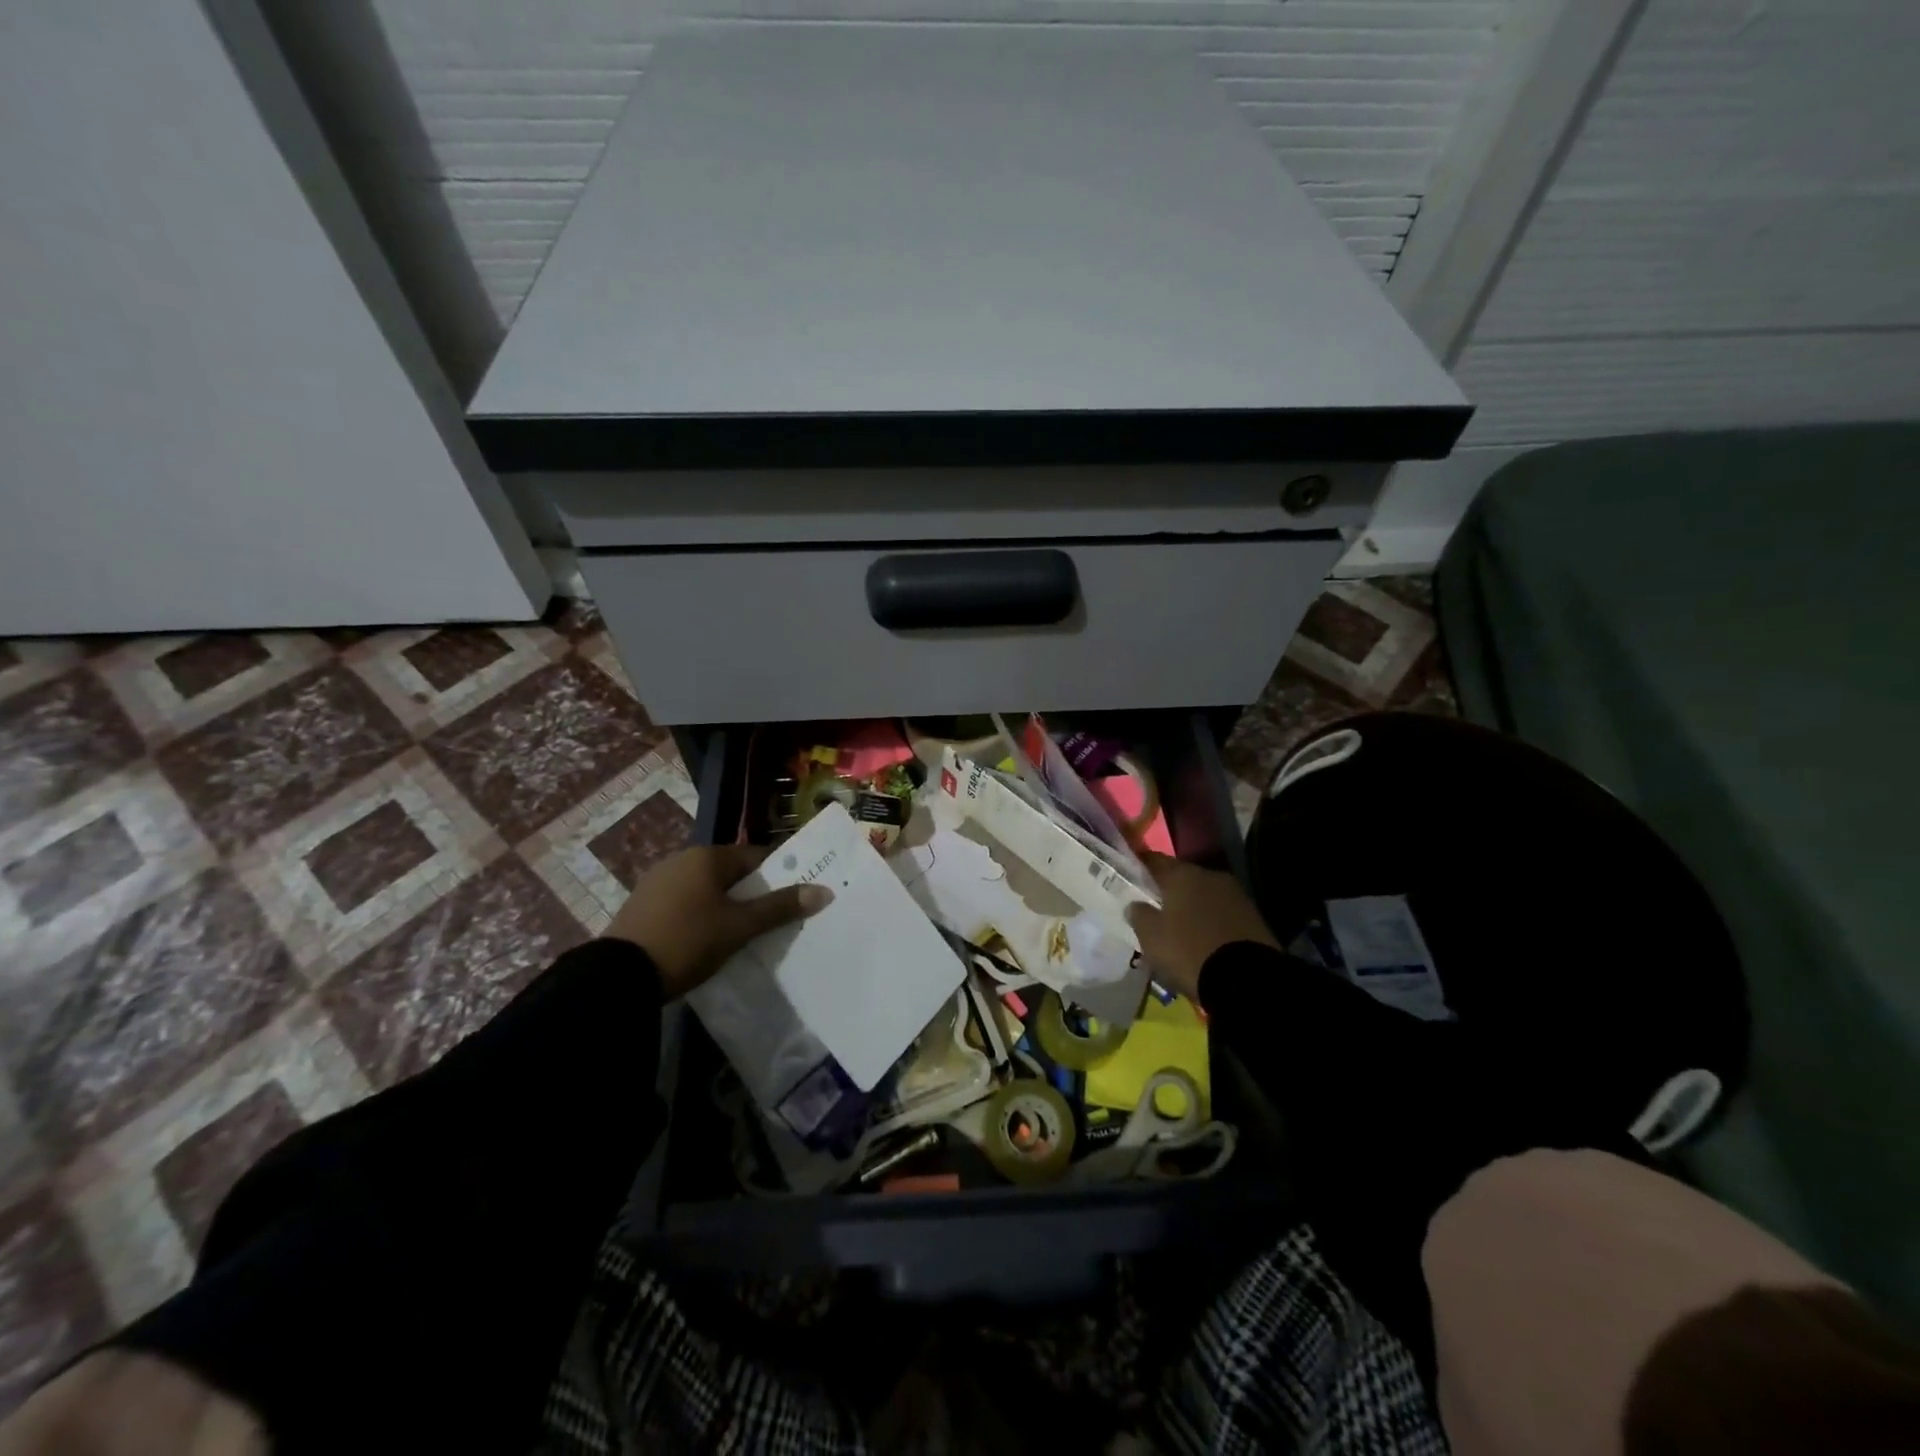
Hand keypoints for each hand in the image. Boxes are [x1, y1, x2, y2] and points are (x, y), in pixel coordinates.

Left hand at [607, 844, 831, 999]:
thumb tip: (824, 891)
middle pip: (731, 873)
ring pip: (707, 889)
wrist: (618, 977)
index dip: (779, 877)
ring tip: (742, 935)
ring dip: (726, 907)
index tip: (794, 900)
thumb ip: (780, 907)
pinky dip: (701, 916)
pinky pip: (685, 903)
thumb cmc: (688, 941)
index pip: (756, 857)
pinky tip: (706, 940)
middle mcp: (681, 860)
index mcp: (707, 857)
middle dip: (752, 894)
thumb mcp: (739, 927)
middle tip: (772, 922)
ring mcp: (658, 881)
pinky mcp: (642, 905)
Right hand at [1127, 852, 1278, 1001]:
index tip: (1132, 872)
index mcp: (1183, 875)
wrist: (1248, 980)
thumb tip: (1135, 904)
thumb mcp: (1151, 936)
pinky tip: (1204, 939)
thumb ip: (1139, 915)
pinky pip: (1223, 914)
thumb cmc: (1189, 951)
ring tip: (1180, 928)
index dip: (1142, 865)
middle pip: (1183, 878)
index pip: (1156, 860)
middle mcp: (1211, 876)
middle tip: (1155, 907)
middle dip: (1169, 890)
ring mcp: (1236, 896)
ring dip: (1192, 907)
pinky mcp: (1254, 918)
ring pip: (1205, 896)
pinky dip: (1211, 922)